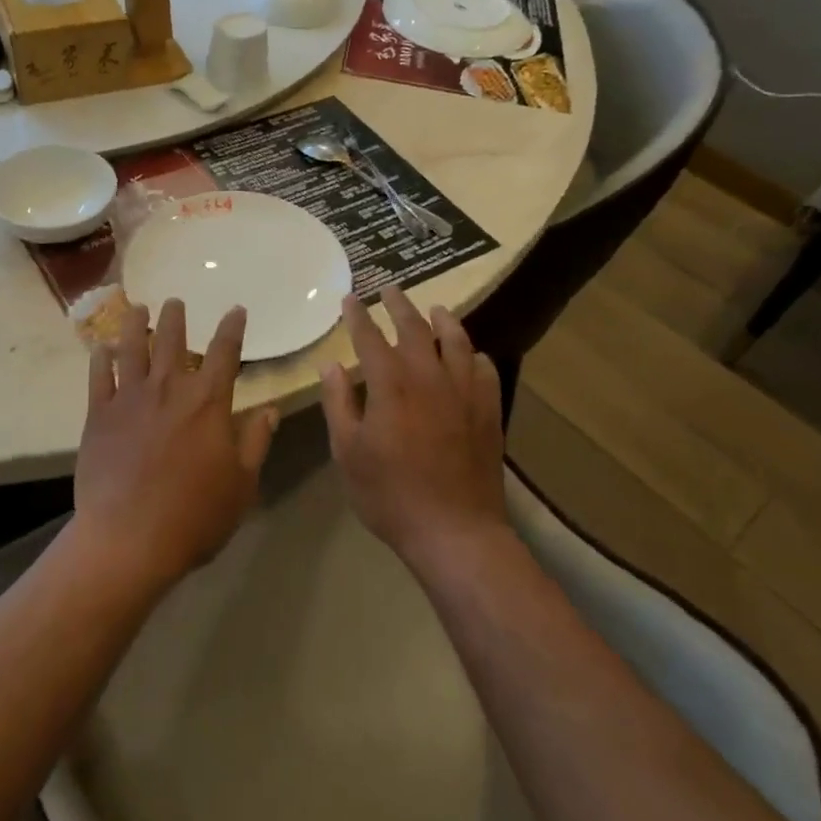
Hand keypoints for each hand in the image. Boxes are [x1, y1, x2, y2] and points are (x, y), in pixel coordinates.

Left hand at [73, 299, 278, 589]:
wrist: (129, 539)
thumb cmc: (195, 515)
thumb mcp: (241, 484)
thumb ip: (256, 442)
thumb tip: (270, 410)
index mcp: (208, 402)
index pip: (225, 352)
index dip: (233, 328)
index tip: (236, 310)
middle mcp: (169, 389)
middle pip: (173, 341)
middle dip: (176, 317)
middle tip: (176, 302)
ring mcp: (130, 398)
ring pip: (133, 348)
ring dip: (136, 324)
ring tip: (137, 308)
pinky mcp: (99, 415)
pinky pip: (99, 377)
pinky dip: (100, 359)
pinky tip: (101, 348)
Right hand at [320, 287, 506, 567]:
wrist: (455, 531)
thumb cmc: (390, 494)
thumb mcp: (348, 453)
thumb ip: (338, 404)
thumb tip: (331, 365)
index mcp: (391, 385)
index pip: (370, 337)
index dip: (358, 315)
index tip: (350, 298)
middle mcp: (429, 377)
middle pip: (414, 329)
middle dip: (399, 305)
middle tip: (390, 289)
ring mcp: (465, 392)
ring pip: (456, 341)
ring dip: (443, 320)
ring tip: (435, 309)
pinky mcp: (489, 410)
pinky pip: (484, 369)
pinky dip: (474, 355)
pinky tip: (470, 355)